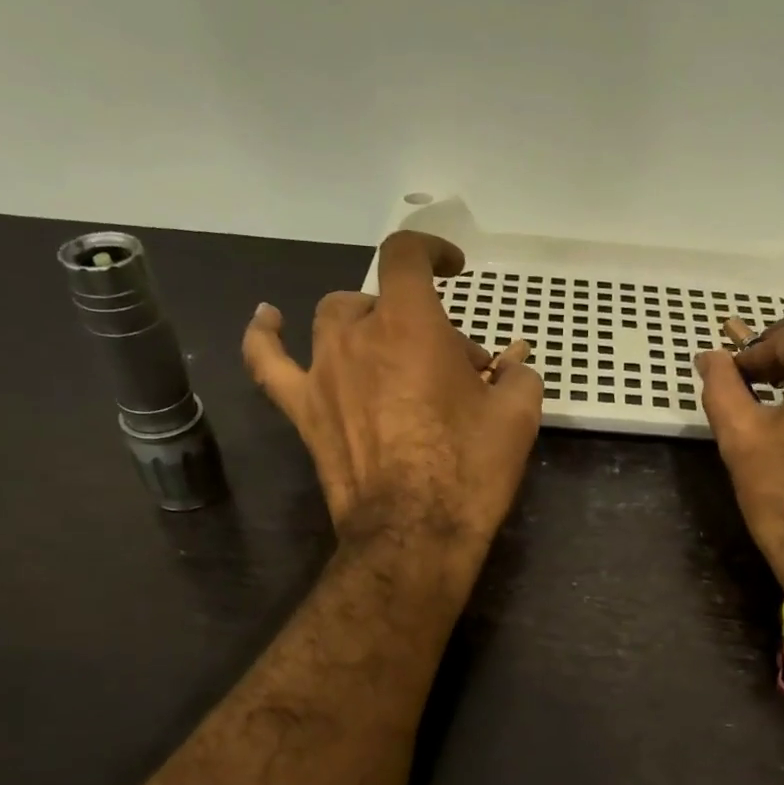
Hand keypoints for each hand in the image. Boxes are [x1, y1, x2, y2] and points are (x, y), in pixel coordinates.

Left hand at [243, 231, 542, 556]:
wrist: (415, 534)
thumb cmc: (469, 470)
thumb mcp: (517, 416)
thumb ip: (518, 376)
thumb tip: (512, 366)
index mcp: (411, 325)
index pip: (407, 256)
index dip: (431, 250)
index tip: (454, 270)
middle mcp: (358, 335)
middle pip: (383, 302)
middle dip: (421, 323)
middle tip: (453, 368)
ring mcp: (323, 372)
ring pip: (336, 320)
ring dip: (367, 326)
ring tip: (391, 353)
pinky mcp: (303, 410)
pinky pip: (269, 361)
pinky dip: (266, 336)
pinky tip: (269, 320)